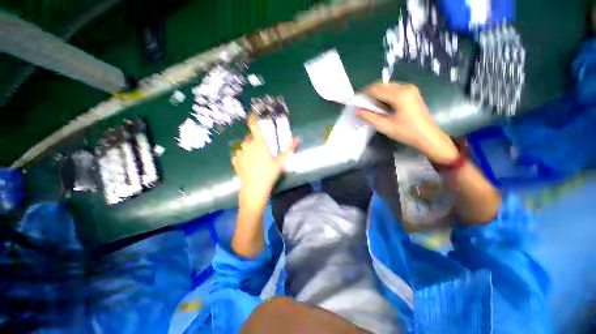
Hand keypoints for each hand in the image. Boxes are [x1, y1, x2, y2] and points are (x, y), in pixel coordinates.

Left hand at [232, 114, 297, 210]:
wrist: (254, 189)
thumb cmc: (269, 174)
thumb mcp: (280, 162)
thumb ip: (288, 149)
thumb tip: (297, 139)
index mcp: (259, 143)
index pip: (253, 126)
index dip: (252, 119)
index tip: (252, 115)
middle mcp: (247, 145)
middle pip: (249, 137)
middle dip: (254, 138)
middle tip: (261, 147)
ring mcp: (240, 153)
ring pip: (244, 146)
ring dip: (249, 147)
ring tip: (255, 157)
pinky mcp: (235, 161)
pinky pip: (239, 154)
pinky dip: (243, 156)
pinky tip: (248, 163)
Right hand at [356, 82, 458, 163]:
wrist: (428, 136)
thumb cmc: (407, 132)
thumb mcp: (385, 126)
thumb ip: (369, 117)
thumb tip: (357, 110)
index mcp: (400, 95)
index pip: (376, 89)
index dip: (364, 94)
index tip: (355, 102)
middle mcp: (405, 87)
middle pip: (382, 86)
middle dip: (370, 94)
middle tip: (362, 105)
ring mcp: (410, 89)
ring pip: (387, 87)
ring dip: (377, 95)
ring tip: (370, 107)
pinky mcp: (411, 92)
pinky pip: (393, 90)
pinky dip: (384, 96)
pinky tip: (381, 106)